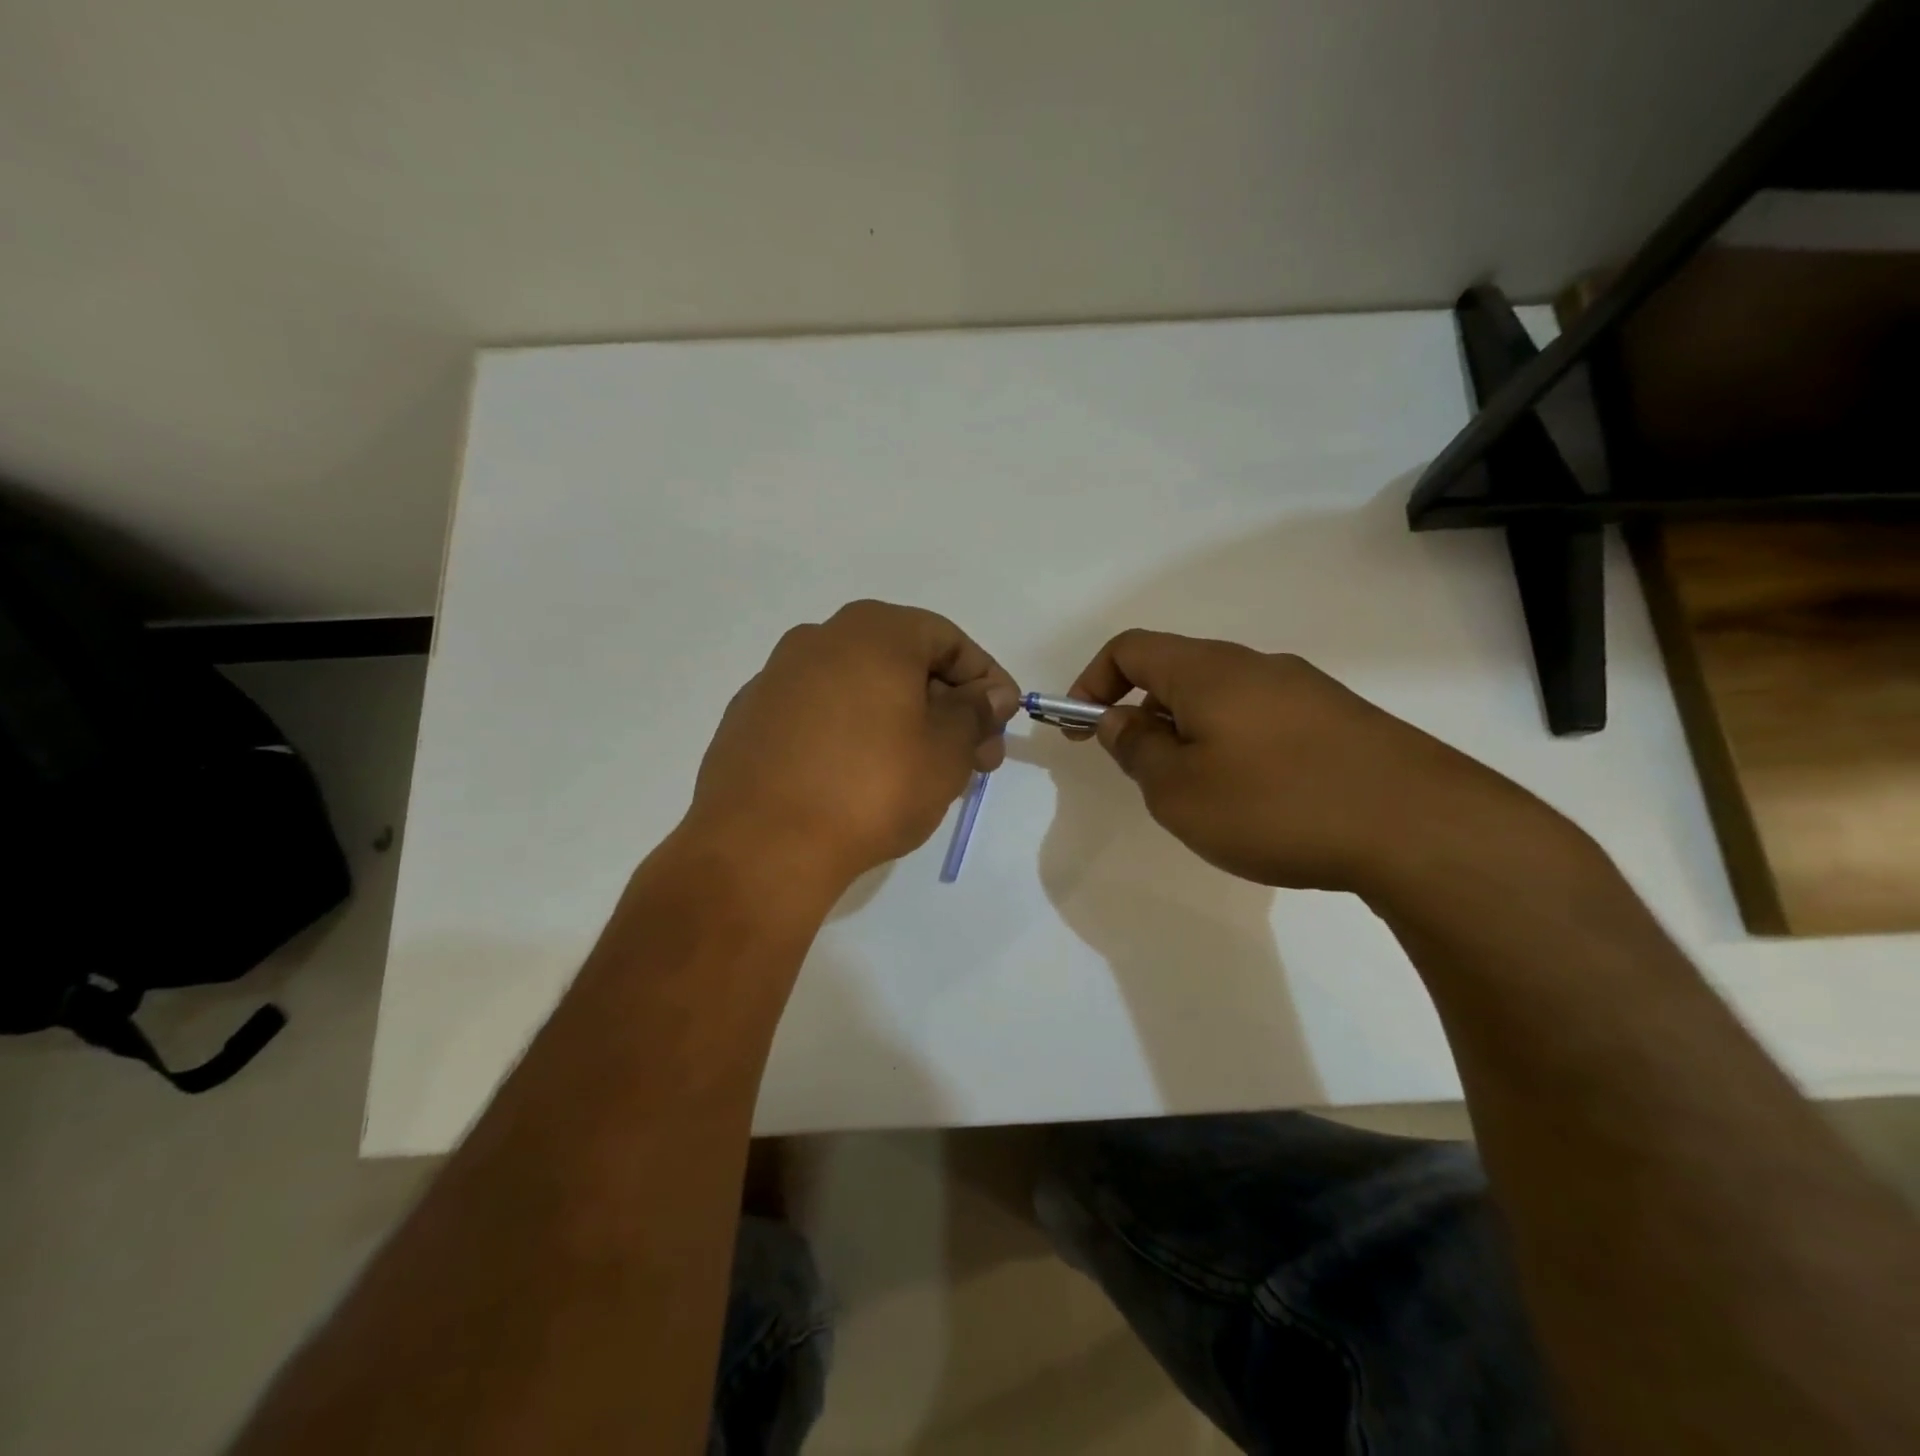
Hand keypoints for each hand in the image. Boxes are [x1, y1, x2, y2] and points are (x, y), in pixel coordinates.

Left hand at [683, 600, 1018, 893]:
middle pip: (903, 663)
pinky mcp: (751, 718)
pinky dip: (854, 734)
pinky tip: (862, 779)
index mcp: (873, 631)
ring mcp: (777, 677)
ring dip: (903, 721)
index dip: (986, 680)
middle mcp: (820, 638)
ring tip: (924, 773)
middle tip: (974, 758)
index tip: (1002, 724)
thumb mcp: (947, 750)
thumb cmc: (871, 787)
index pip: (948, 640)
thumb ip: (976, 712)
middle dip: (947, 706)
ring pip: (861, 689)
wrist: (761, 846)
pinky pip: (821, 714)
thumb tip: (991, 694)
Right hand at [1067, 629, 1563, 897]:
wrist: (1420, 828)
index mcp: (1207, 671)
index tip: (1079, 729)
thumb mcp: (1179, 790)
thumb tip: (1118, 720)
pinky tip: (1260, 800)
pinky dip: (1237, 747)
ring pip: (1223, 700)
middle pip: (1177, 672)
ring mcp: (1306, 690)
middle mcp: (1256, 665)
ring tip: (1204, 796)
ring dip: (1192, 736)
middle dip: (1144, 716)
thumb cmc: (1276, 805)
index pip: (1130, 649)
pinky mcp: (1341, 720)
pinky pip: (1264, 720)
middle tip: (1144, 773)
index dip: (1092, 681)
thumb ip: (1136, 749)